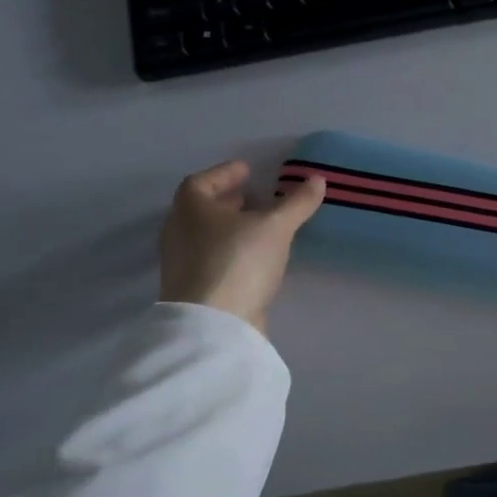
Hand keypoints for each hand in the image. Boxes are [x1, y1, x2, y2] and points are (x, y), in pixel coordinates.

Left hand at [158, 159, 325, 333]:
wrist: (213, 325)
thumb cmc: (238, 261)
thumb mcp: (276, 226)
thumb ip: (297, 202)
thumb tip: (317, 179)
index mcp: (190, 209)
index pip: (201, 181)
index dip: (224, 173)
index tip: (247, 170)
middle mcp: (179, 232)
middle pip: (202, 209)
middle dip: (229, 201)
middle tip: (255, 196)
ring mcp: (182, 263)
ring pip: (207, 235)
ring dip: (231, 227)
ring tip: (260, 226)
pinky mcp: (193, 289)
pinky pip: (213, 258)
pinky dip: (232, 250)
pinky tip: (256, 257)